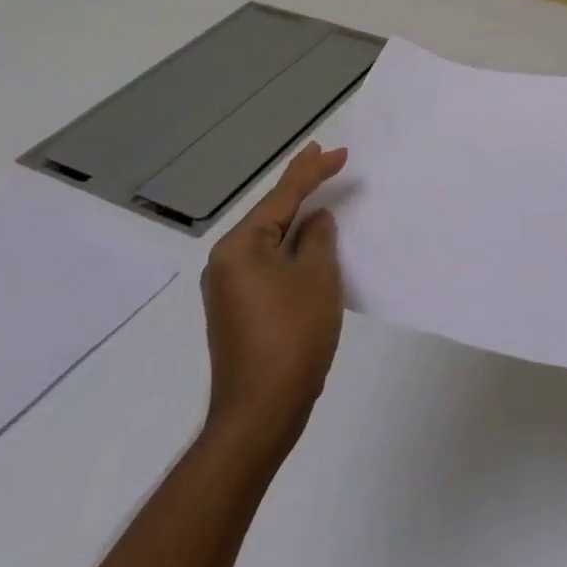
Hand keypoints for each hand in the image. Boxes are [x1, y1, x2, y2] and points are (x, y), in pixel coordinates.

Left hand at [200, 142, 347, 461]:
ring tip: (315, 186)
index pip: (282, 196)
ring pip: (269, 236)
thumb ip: (318, 237)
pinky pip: (268, 259)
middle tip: (321, 154)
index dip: (313, 171)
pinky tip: (305, 236)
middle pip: (269, 212)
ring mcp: (229, 287)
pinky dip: (289, 242)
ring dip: (294, 213)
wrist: (260, 414)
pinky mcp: (239, 308)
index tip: (339, 152)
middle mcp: (226, 262)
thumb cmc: (292, 335)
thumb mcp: (317, 276)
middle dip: (298, 184)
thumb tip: (314, 221)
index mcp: (240, 247)